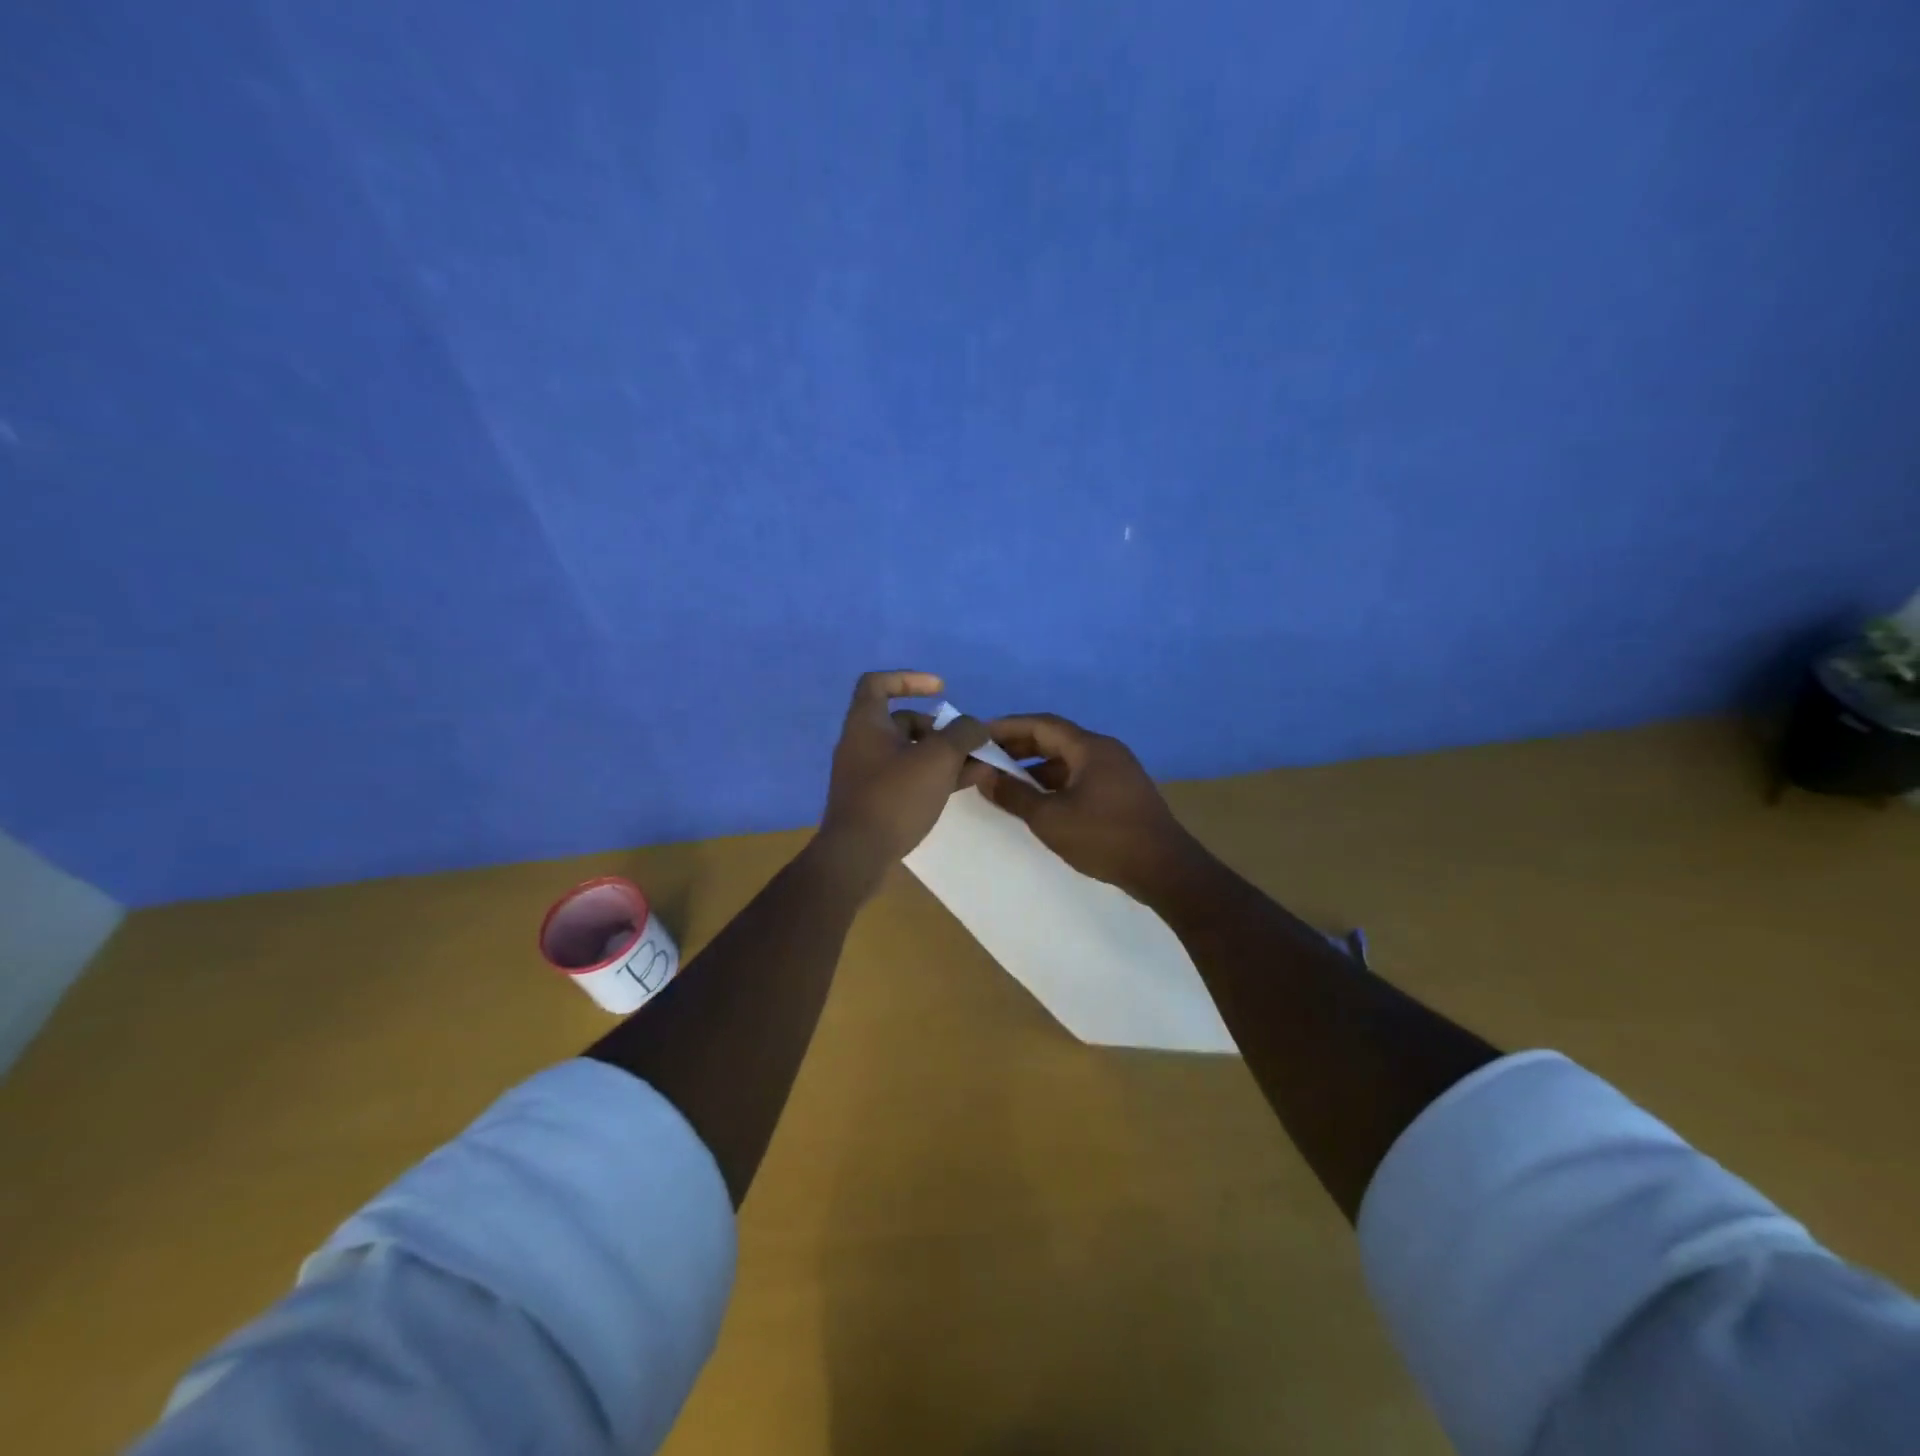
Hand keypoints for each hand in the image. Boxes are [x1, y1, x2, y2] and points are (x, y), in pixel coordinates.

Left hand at [818, 670, 988, 884]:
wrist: (857, 856)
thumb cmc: (895, 797)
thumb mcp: (938, 758)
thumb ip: (962, 734)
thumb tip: (975, 726)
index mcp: (866, 724)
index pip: (878, 683)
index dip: (910, 679)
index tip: (941, 689)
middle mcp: (862, 744)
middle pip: (903, 722)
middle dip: (940, 728)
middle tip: (969, 741)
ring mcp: (868, 775)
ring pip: (911, 753)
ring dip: (944, 754)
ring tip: (978, 764)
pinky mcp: (876, 801)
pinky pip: (909, 778)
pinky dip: (935, 775)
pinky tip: (965, 784)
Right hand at [973, 712, 1202, 898]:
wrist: (1164, 869)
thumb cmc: (1103, 837)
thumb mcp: (1050, 818)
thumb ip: (1013, 795)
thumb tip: (982, 776)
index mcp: (1090, 747)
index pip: (1042, 724)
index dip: (1008, 727)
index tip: (979, 734)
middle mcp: (1105, 751)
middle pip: (1056, 739)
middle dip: (1019, 746)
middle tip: (986, 756)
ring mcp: (1117, 771)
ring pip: (1068, 760)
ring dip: (1036, 767)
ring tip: (1006, 781)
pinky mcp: (1122, 792)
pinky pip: (1081, 776)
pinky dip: (1055, 782)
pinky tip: (1039, 800)